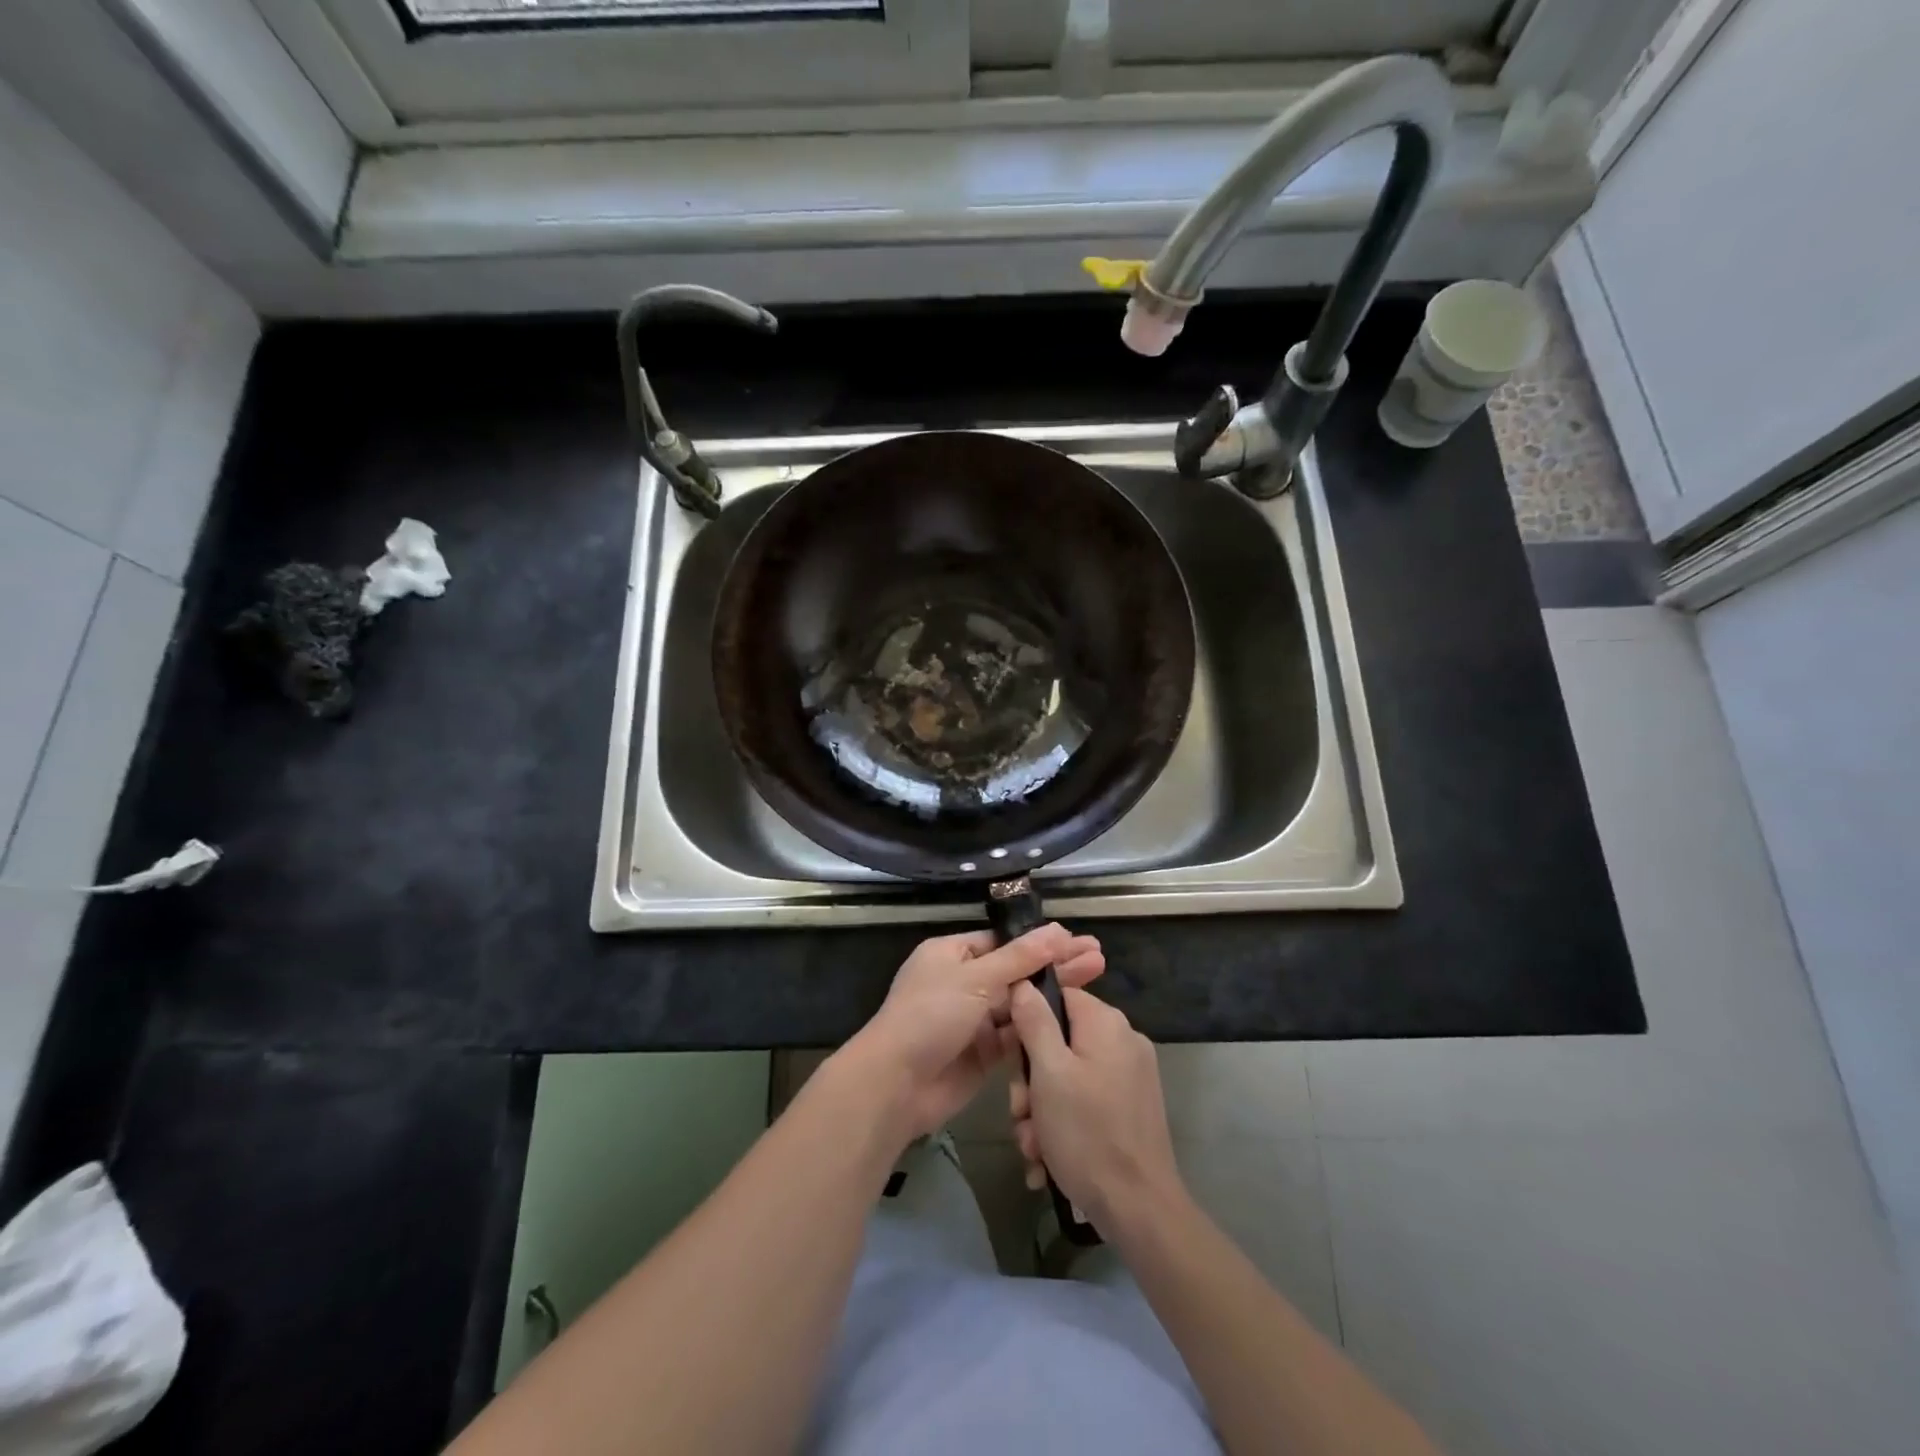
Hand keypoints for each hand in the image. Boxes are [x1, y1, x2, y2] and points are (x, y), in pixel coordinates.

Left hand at [842, 924, 1103, 1144]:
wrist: (896, 1085)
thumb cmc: (930, 1016)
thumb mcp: (976, 979)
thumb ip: (1020, 958)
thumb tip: (1059, 930)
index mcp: (951, 954)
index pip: (1003, 942)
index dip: (1040, 942)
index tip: (1077, 941)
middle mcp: (963, 982)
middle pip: (1016, 970)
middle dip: (1055, 964)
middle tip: (1099, 957)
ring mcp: (972, 1019)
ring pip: (1019, 1002)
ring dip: (1053, 993)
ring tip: (1097, 978)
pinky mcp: (982, 1053)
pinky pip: (1015, 1035)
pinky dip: (1040, 1026)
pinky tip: (1073, 1017)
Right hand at [1007, 984, 1180, 1232]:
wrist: (1139, 1210)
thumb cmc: (1087, 1133)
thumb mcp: (1049, 1073)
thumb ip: (1035, 1022)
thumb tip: (1024, 982)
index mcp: (1106, 1024)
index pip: (1058, 996)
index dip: (1027, 1022)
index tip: (1011, 1057)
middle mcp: (1123, 1041)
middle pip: (1060, 1041)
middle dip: (1032, 1081)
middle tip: (1020, 1113)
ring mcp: (1131, 1076)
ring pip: (1069, 1076)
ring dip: (1042, 1110)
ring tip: (1033, 1146)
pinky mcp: (1131, 1108)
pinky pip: (1086, 1101)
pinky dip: (1064, 1124)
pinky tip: (1047, 1159)